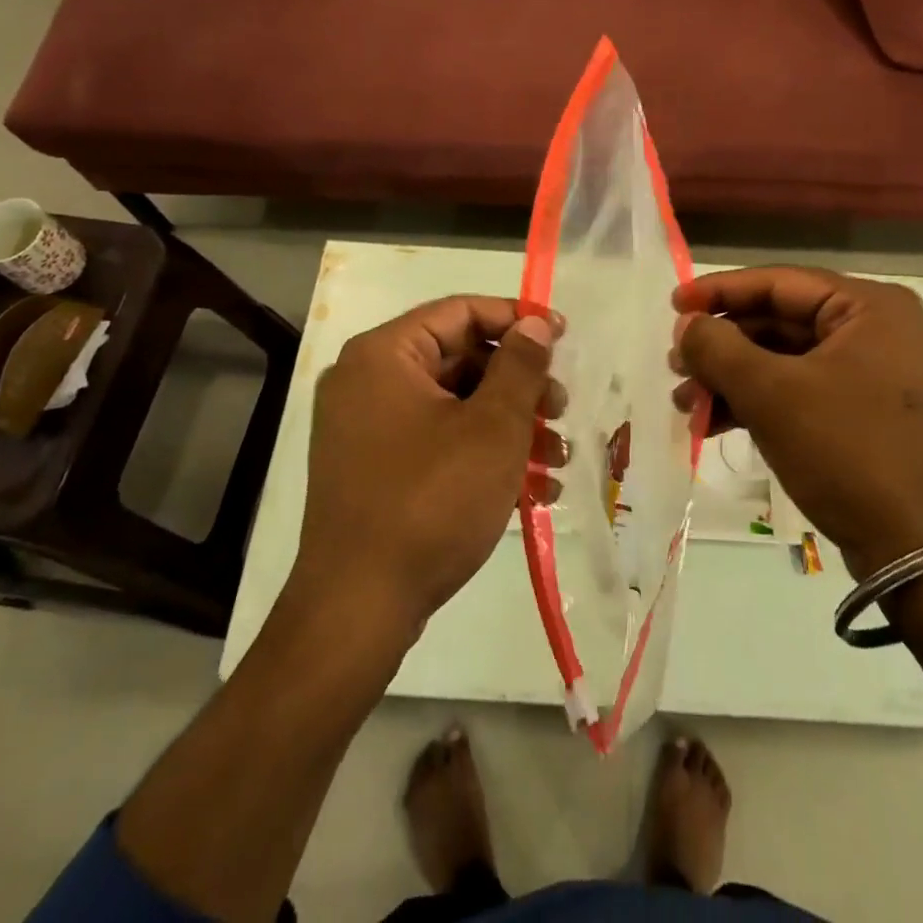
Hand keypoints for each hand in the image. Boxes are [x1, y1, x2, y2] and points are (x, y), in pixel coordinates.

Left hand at [293, 296, 556, 638]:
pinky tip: (533, 490)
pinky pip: (437, 442)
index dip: (517, 319)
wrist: (358, 610)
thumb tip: (536, 323)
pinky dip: (482, 455)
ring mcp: (367, 429)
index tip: (563, 337)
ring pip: (455, 406)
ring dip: (511, 427)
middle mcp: (368, 381)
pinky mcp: (375, 470)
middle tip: (562, 410)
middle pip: (460, 359)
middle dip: (520, 386)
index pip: (460, 311)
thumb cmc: (431, 501)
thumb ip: (520, 365)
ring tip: (558, 458)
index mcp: (384, 355)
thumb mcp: (492, 428)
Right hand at [671, 267, 922, 577]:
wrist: (916, 549)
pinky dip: (755, 402)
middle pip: (778, 321)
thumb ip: (719, 348)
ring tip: (684, 401)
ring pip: (782, 359)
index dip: (719, 292)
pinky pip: (797, 389)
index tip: (673, 305)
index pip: (779, 283)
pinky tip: (711, 422)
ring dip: (730, 378)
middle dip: (721, 346)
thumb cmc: (847, 451)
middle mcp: (875, 330)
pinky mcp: (861, 412)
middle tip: (675, 364)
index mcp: (869, 307)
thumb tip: (686, 324)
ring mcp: (871, 373)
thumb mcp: (772, 394)